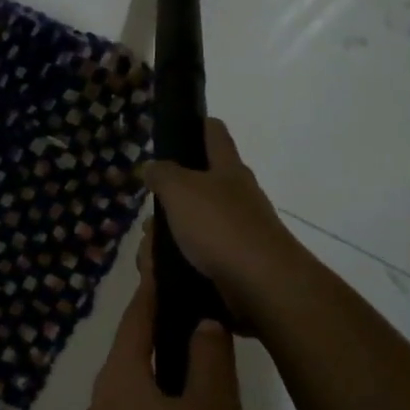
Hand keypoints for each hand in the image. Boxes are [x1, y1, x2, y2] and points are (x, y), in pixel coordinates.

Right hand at [140, 119, 307, 328]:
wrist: (261, 285)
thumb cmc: (220, 226)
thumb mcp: (180, 190)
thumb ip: (162, 174)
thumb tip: (152, 166)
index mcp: (228, 169)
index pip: (213, 132)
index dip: (194, 124)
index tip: (170, 131)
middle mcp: (237, 195)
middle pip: (199, 183)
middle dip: (169, 197)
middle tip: (148, 212)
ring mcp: (239, 230)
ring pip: (195, 222)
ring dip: (171, 233)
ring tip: (149, 250)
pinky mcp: (236, 262)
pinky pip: (201, 254)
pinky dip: (181, 259)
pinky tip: (165, 270)